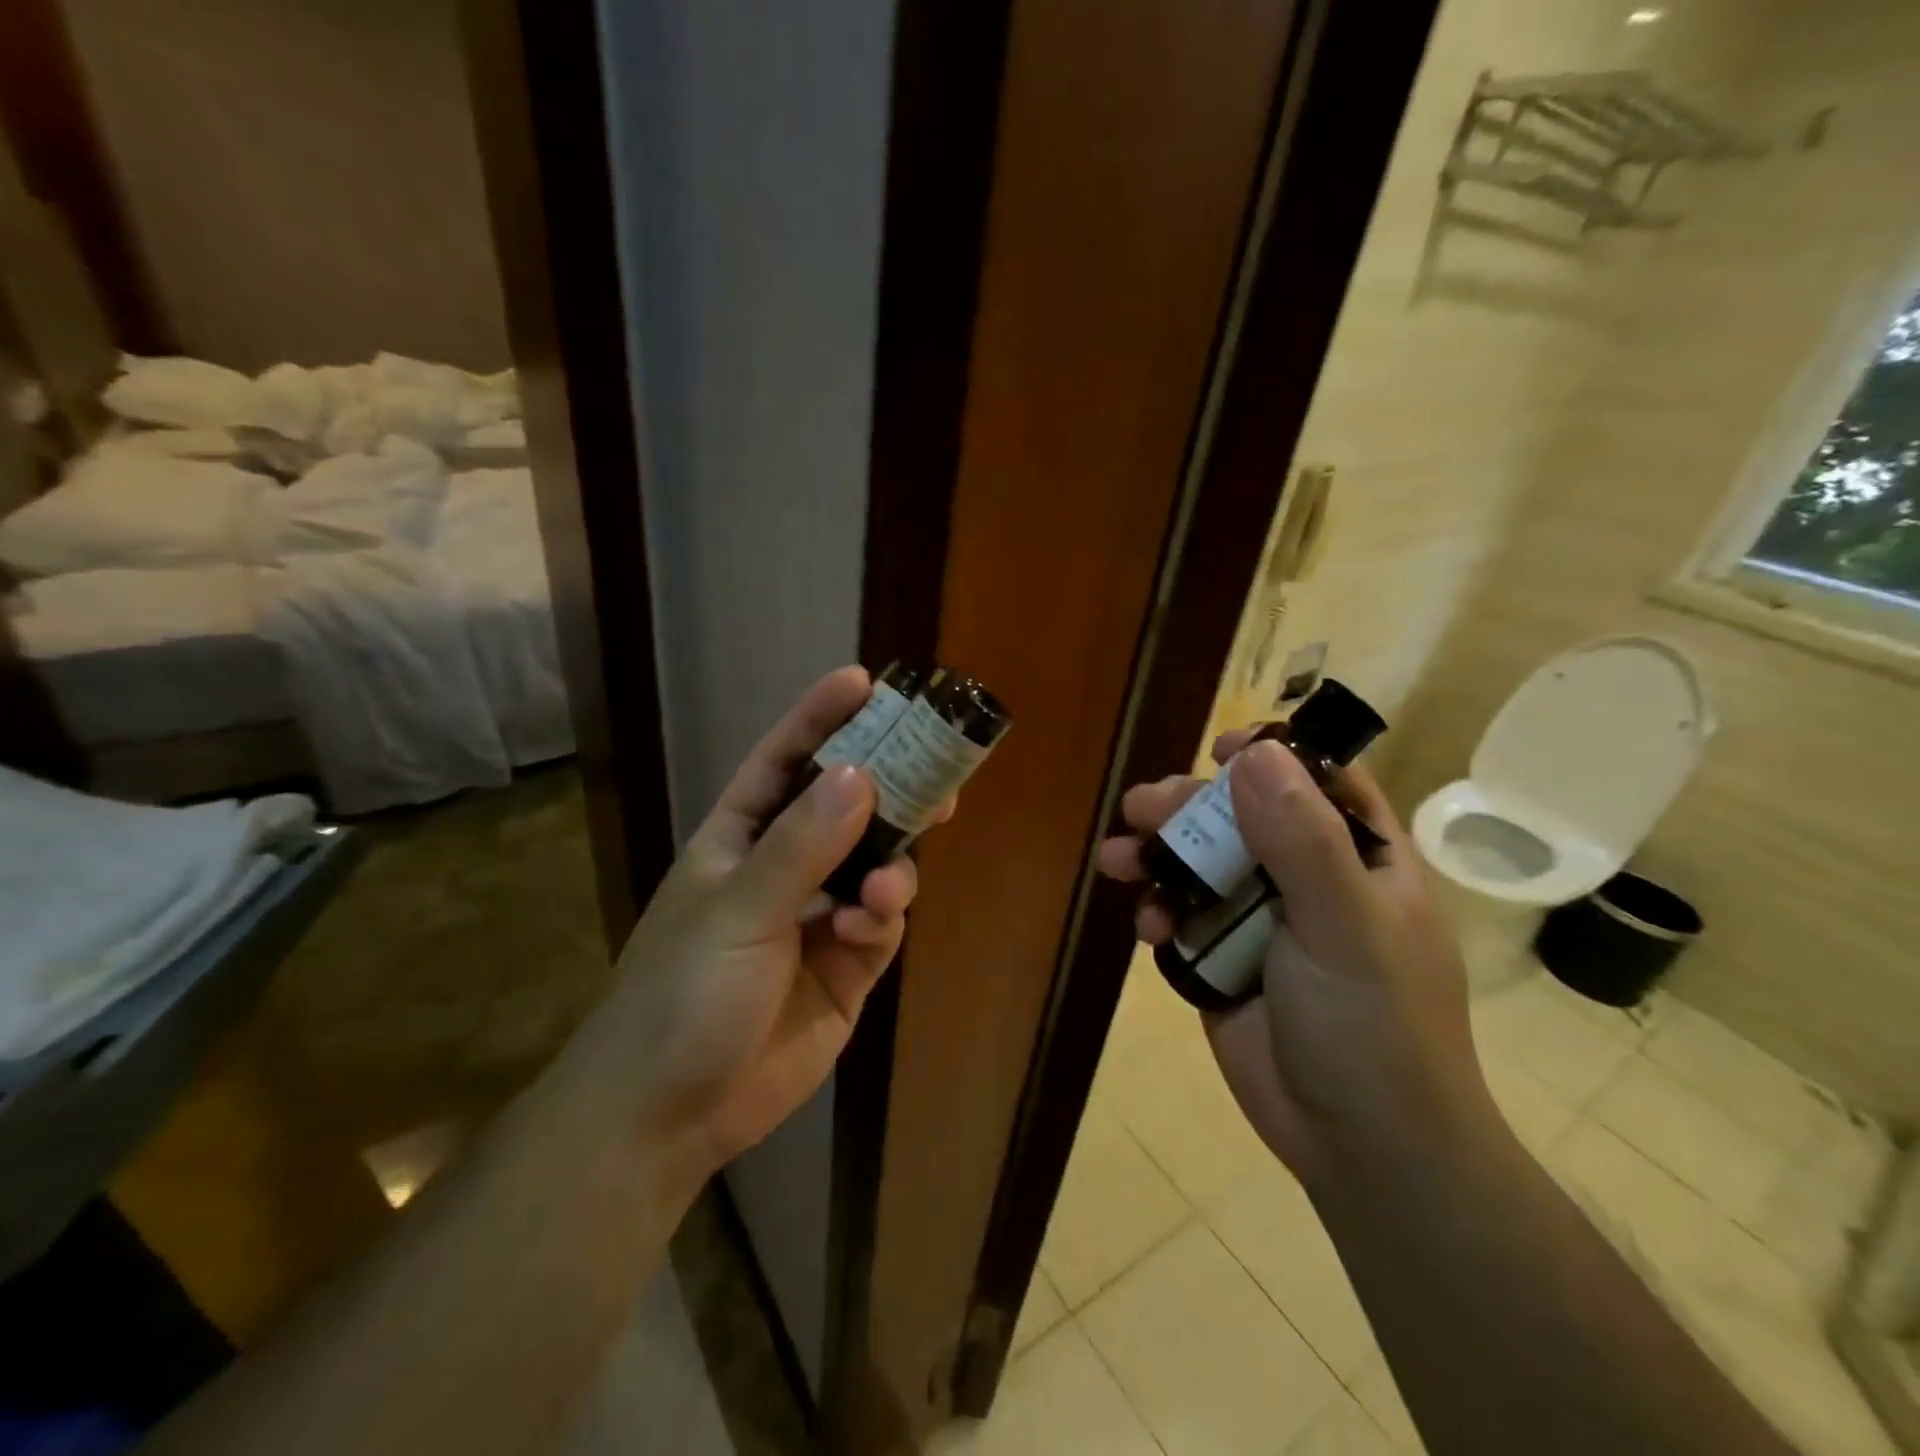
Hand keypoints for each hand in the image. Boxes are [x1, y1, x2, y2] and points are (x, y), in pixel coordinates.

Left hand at [563, 667, 947, 1196]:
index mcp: (742, 837)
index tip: (866, 682)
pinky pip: (880, 922)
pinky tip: (866, 930)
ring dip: (891, 864)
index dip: (823, 718)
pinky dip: (882, 918)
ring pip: (876, 864)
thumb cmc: (682, 994)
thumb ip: (801, 846)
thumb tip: (863, 776)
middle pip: (848, 807)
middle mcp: (785, 867)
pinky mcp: (847, 966)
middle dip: (889, 785)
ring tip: (890, 885)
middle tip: (937, 763)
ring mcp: (819, 916)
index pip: (786, 760)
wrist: (669, 1115)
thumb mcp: (737, 911)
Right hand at [1097, 732, 1485, 1183]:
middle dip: (1187, 810)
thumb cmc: (1374, 1029)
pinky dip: (1158, 914)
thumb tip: (1254, 755)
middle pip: (1240, 819)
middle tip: (1140, 810)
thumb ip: (1303, 841)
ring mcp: (1262, 923)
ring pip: (1200, 867)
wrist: (1361, 1151)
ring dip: (1157, 858)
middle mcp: (1310, 882)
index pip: (1321, 782)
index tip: (1220, 749)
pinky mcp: (1222, 962)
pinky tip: (1148, 931)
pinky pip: (1181, 918)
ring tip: (1117, 860)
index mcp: (1360, 861)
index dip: (1274, 757)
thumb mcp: (1344, 927)